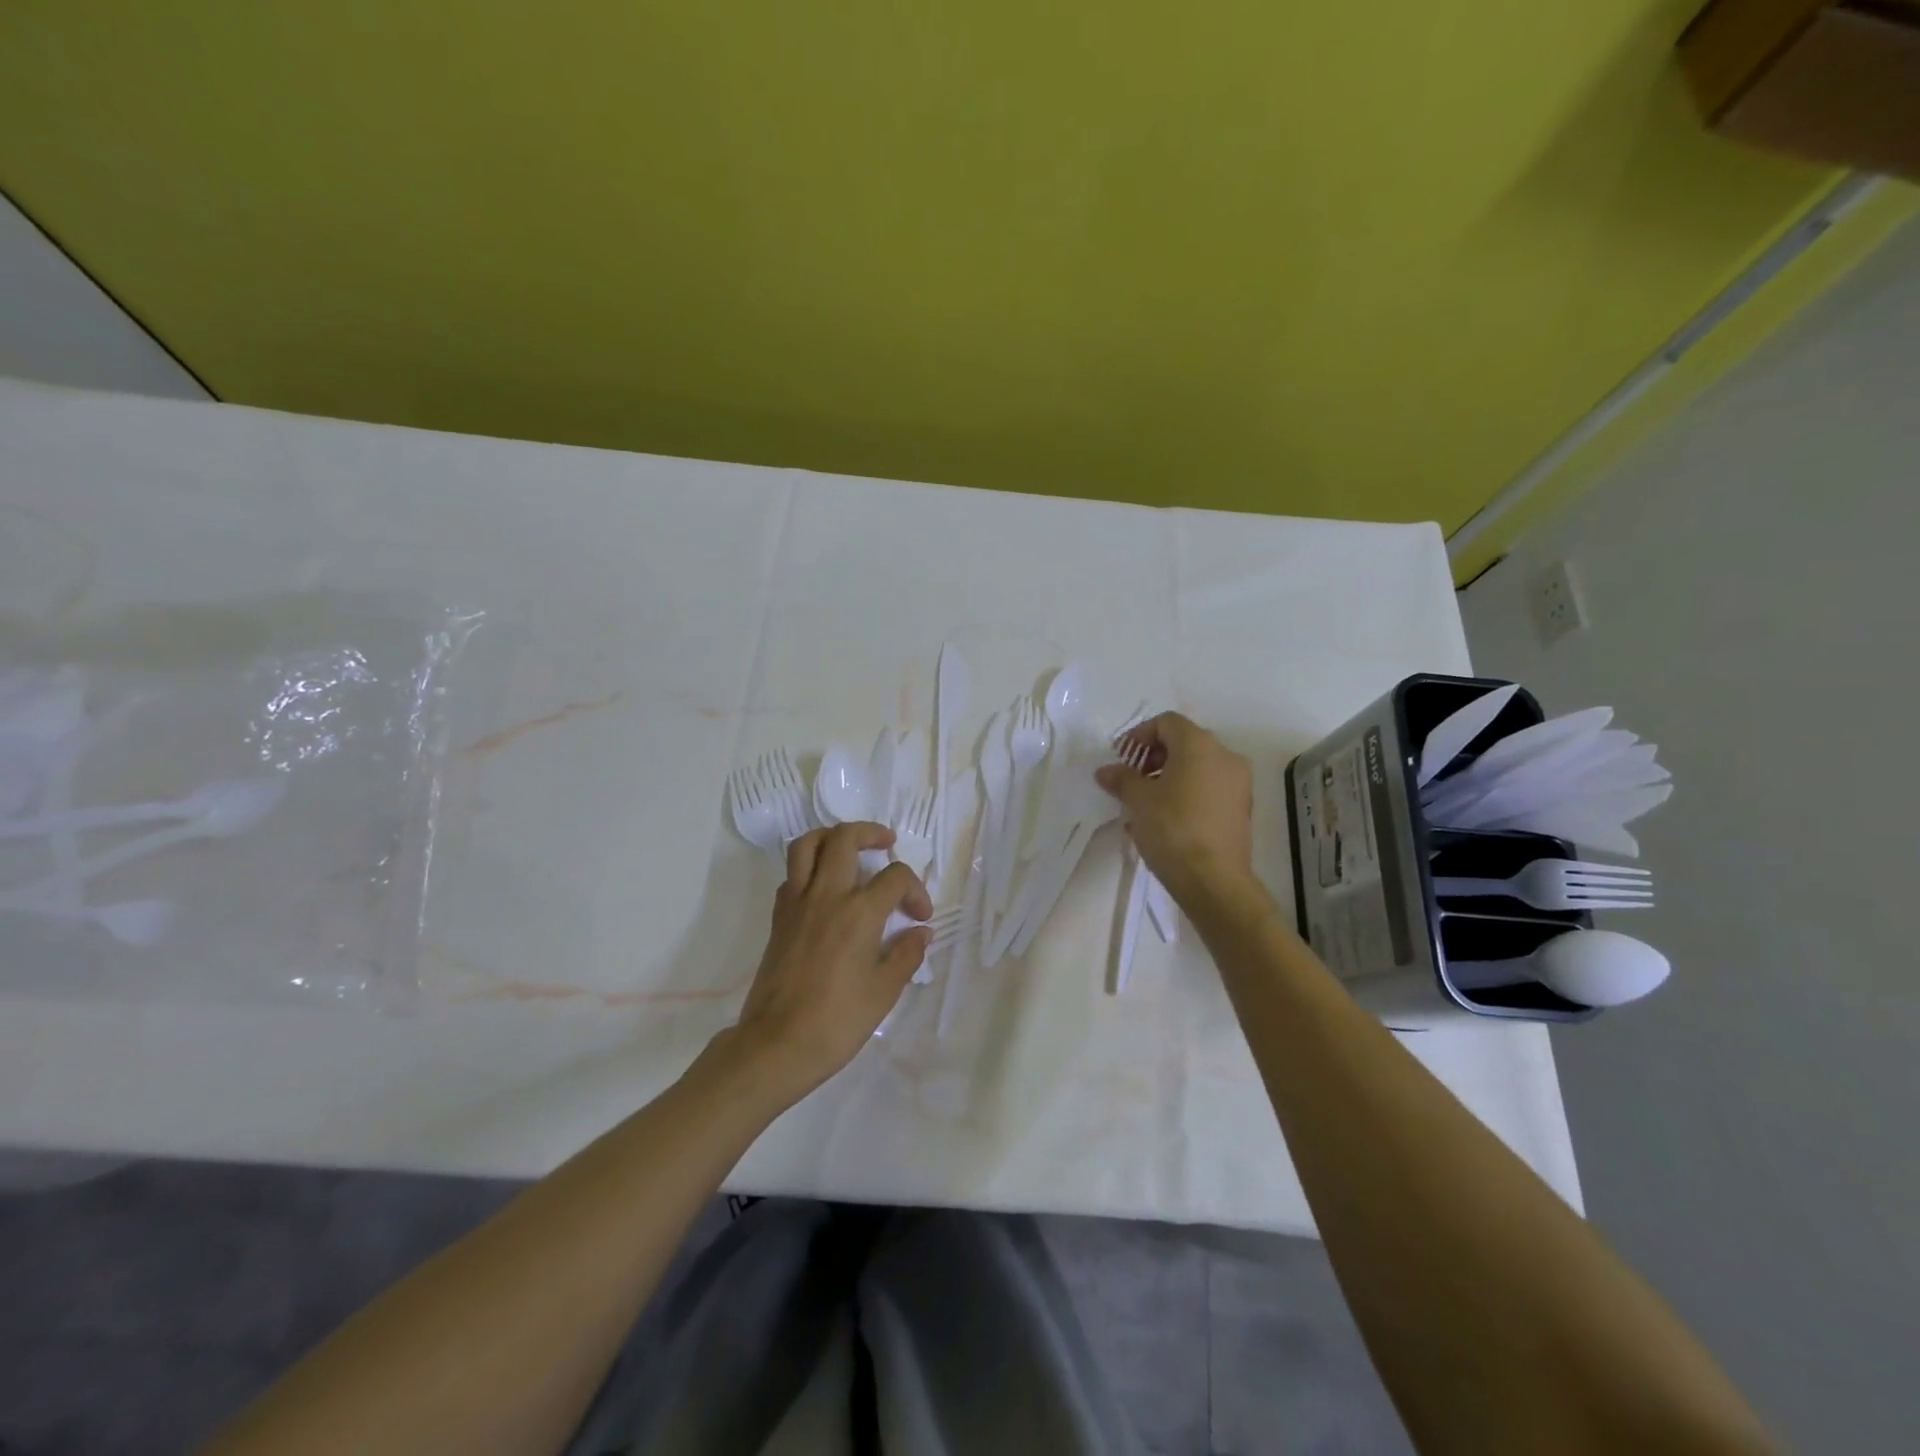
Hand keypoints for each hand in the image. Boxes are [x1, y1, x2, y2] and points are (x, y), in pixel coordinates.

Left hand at [725, 822, 932, 1102]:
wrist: (777, 1044)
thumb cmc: (838, 1020)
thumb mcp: (885, 991)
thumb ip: (906, 954)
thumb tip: (920, 932)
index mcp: (859, 912)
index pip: (895, 876)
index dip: (915, 890)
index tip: (920, 917)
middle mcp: (826, 895)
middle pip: (845, 838)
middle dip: (870, 833)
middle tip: (886, 844)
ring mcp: (796, 903)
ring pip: (807, 845)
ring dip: (832, 837)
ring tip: (850, 848)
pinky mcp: (778, 918)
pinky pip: (792, 874)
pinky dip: (809, 868)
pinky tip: (825, 888)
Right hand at [1096, 712, 1255, 903]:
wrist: (1214, 880)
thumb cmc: (1172, 829)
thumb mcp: (1138, 801)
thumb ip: (1121, 779)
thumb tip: (1106, 771)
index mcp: (1200, 745)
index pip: (1167, 722)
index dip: (1139, 735)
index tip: (1121, 757)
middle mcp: (1225, 757)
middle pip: (1184, 742)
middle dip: (1153, 756)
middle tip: (1131, 778)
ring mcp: (1238, 784)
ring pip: (1197, 768)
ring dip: (1168, 777)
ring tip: (1144, 803)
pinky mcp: (1241, 809)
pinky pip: (1208, 789)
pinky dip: (1186, 793)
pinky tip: (1164, 819)